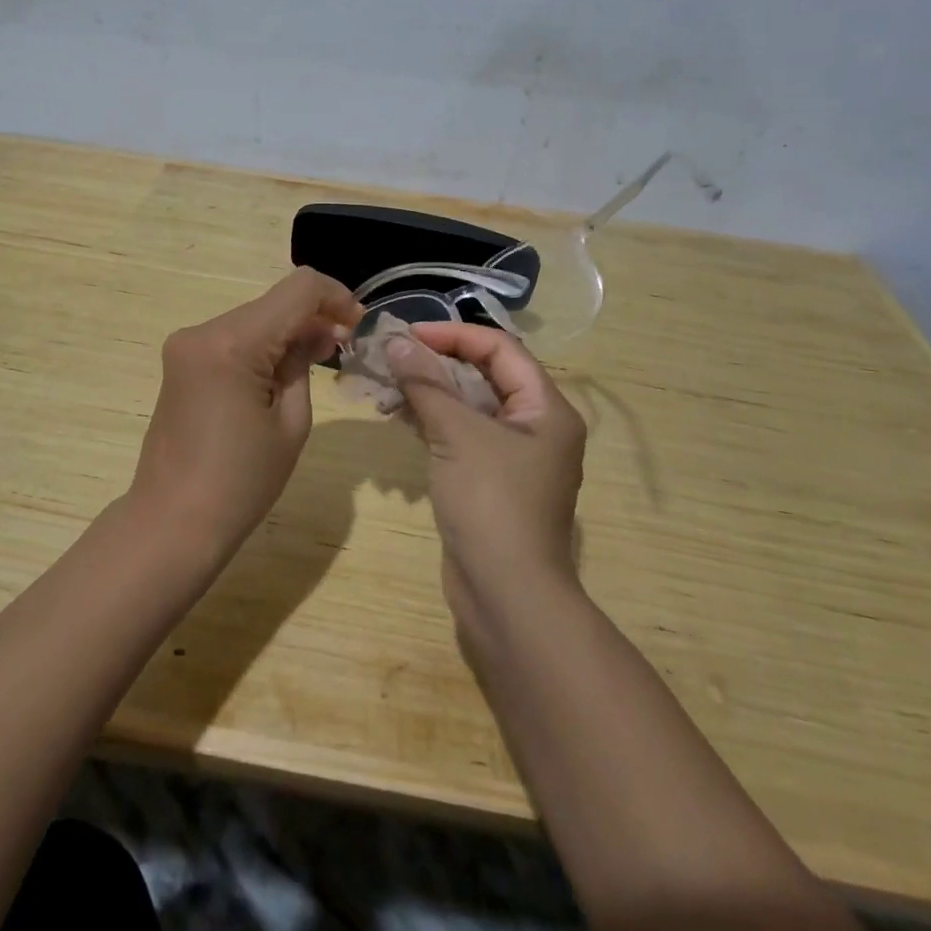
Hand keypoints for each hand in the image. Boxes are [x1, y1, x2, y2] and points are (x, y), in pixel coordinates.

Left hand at [132, 268, 362, 561]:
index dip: (335, 297)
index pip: (298, 289)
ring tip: (316, 362)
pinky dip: (262, 345)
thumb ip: (304, 364)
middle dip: (313, 316)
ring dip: (287, 331)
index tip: (358, 324)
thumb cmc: (241, 483)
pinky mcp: (181, 361)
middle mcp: (204, 331)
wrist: (172, 523)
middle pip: (273, 302)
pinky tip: (280, 372)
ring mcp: (186, 345)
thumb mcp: (291, 423)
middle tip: (343, 346)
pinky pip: (232, 337)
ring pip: (254, 318)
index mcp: (233, 343)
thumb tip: (319, 331)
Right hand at [385, 322, 587, 619]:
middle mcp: (536, 426)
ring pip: (468, 406)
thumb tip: (397, 343)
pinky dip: (431, 422)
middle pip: (484, 375)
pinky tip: (397, 416)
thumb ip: (427, 384)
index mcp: (546, 408)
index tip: (409, 334)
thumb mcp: (457, 434)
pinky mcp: (490, 481)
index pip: (501, 349)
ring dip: (429, 392)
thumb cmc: (491, 502)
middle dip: (436, 363)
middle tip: (391, 356)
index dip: (454, 335)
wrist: (507, 595)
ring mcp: (513, 457)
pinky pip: (461, 435)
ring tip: (385, 386)